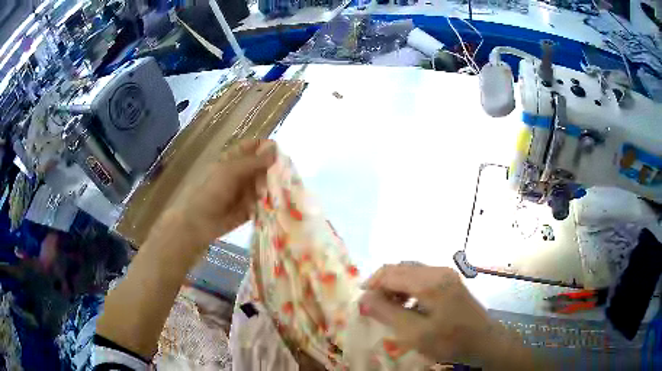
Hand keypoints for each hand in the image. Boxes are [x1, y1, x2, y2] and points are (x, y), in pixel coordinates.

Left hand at [174, 139, 276, 245]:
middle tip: (286, 176)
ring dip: (273, 187)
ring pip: (265, 185)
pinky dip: (270, 204)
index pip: (253, 147)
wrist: (199, 222)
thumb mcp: (231, 171)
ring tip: (284, 192)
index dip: (266, 148)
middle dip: (274, 169)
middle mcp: (240, 174)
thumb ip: (253, 161)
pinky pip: (263, 204)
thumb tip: (275, 149)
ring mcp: (245, 192)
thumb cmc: (212, 191)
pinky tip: (280, 205)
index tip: (281, 154)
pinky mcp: (249, 210)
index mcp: (233, 160)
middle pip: (262, 167)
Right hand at [359, 265, 531, 367]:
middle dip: (382, 284)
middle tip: (373, 307)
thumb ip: (387, 313)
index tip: (361, 304)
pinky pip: (421, 276)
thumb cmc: (449, 341)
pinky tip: (407, 304)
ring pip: (410, 271)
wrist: (484, 341)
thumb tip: (364, 297)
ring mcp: (446, 274)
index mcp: (429, 281)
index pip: (390, 273)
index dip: (371, 285)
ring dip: (394, 285)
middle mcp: (437, 270)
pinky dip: (408, 287)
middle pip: (400, 268)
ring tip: (388, 307)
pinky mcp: (450, 281)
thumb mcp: (414, 333)